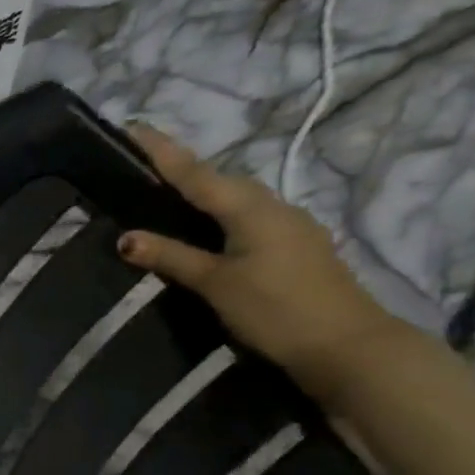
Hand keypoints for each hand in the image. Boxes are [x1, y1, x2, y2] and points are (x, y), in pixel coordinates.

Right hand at [116, 125, 398, 403]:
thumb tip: (126, 237)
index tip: (132, 127)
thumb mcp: (216, 283)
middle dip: (181, 169)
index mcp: (250, 208)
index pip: (195, 173)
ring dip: (201, 194)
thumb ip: (171, 257)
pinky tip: (205, 231)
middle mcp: (272, 207)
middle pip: (218, 181)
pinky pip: (246, 220)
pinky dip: (219, 217)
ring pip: (235, 200)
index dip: (162, 151)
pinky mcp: (295, 248)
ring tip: (167, 195)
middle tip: (142, 164)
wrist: (349, 347)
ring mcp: (289, 227)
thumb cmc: (276, 309)